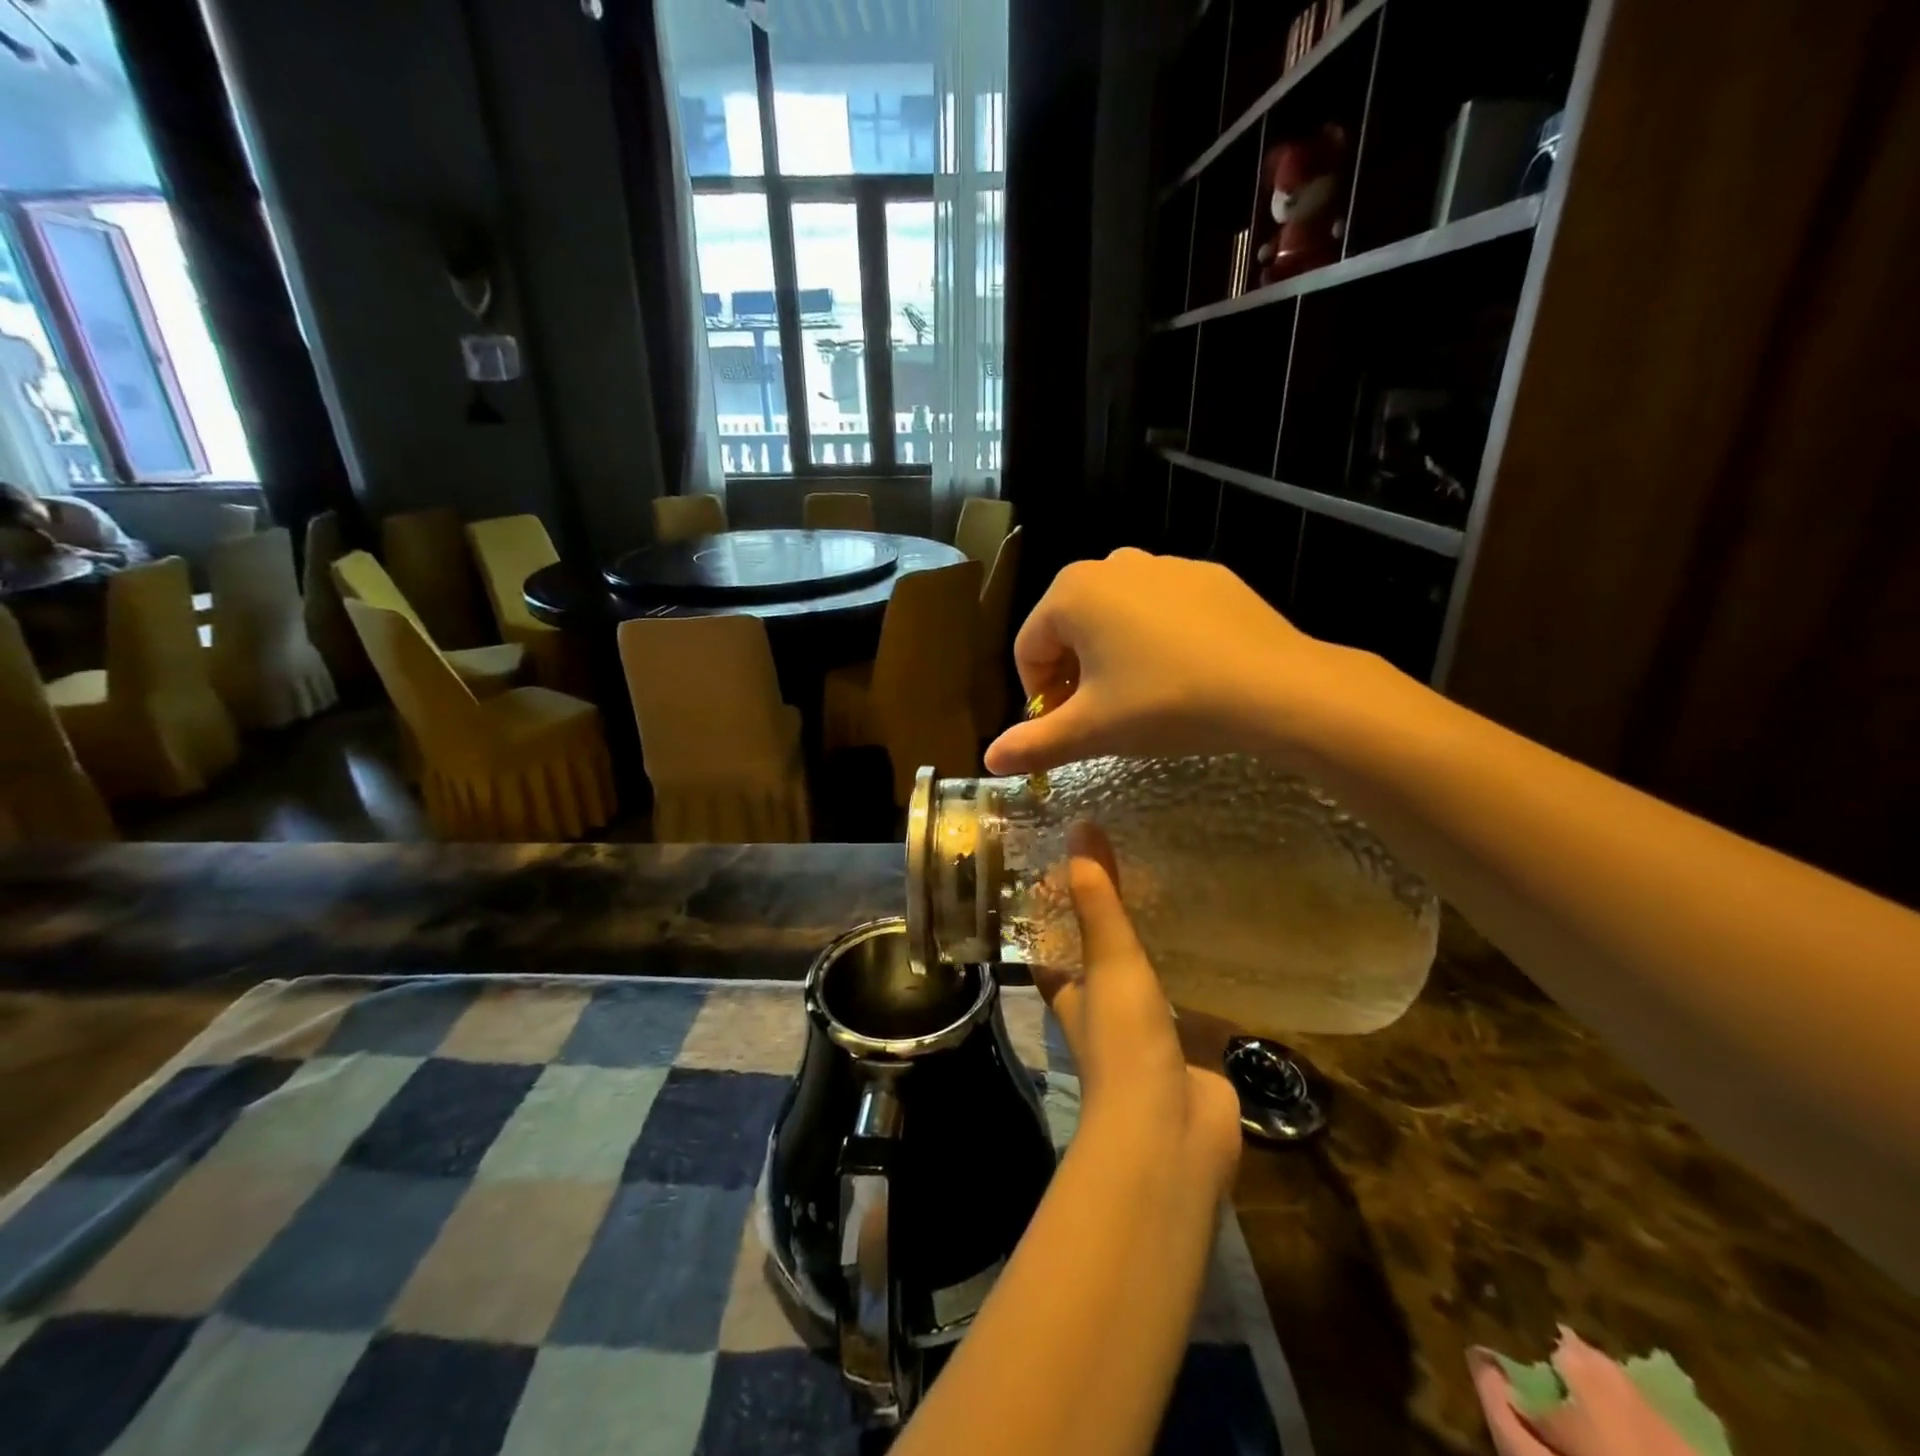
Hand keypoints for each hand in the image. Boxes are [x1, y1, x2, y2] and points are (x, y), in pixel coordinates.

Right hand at [984, 549, 1380, 775]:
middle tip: (1100, 717)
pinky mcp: (1206, 575)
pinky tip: (1182, 674)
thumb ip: (1034, 744)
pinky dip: (1155, 639)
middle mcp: (1110, 563)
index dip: (1038, 697)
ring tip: (1139, 696)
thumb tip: (989, 761)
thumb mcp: (1093, 730)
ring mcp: (1163, 564)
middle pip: (1068, 629)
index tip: (1064, 730)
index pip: (1028, 649)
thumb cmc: (1165, 703)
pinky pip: (1160, 609)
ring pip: (1114, 617)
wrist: (1274, 686)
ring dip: (1111, 656)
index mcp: (1071, 593)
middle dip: (1073, 675)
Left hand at [1039, 824, 1241, 1196]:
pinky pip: (1198, 1006)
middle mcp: (1104, 1012)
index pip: (1049, 948)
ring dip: (1160, 952)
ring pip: (1150, 982)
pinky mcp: (1192, 1050)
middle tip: (1136, 874)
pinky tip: (1228, 948)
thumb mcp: (1108, 960)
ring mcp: (1149, 1034)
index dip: (1050, 916)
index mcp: (1071, 992)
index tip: (1063, 874)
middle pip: (1100, 961)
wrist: (1173, 1131)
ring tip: (1181, 898)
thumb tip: (1080, 828)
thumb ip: (1098, 900)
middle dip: (1112, 928)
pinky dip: (1207, 982)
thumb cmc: (1125, 1041)